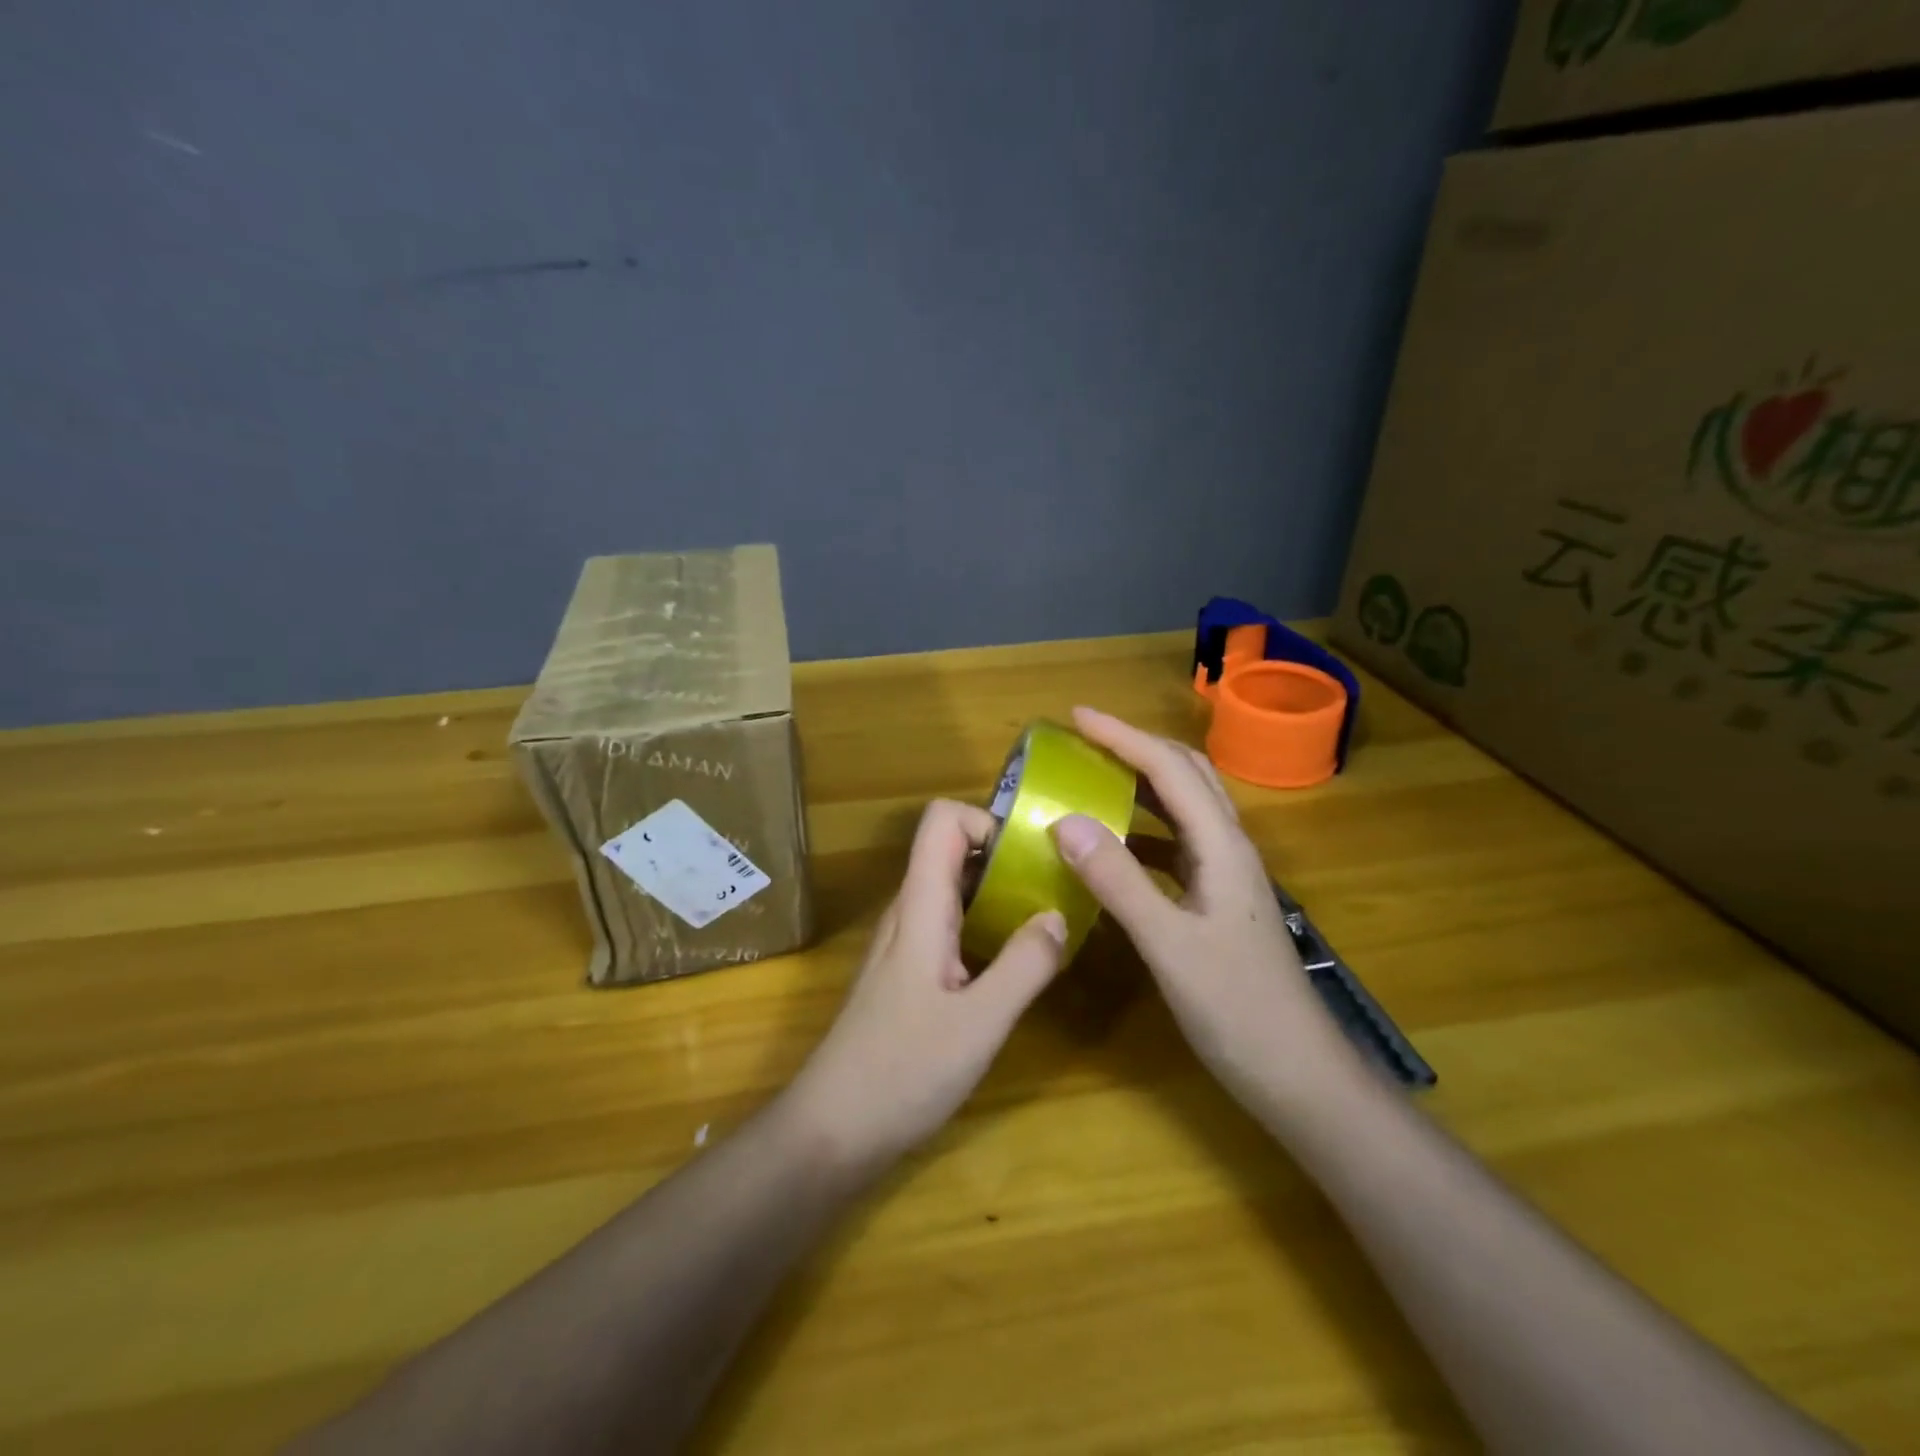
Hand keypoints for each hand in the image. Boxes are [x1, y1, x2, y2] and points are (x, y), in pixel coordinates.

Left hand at [783, 799, 1065, 1172]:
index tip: (1033, 855)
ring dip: (999, 893)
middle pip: (952, 850)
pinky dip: (986, 926)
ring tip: (1047, 919)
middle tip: (1056, 886)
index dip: (987, 821)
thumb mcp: (979, 1023)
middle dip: (1006, 856)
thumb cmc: (902, 1072)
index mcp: (920, 907)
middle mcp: (909, 913)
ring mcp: (905, 944)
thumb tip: (1058, 914)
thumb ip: (1024, 965)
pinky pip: (950, 926)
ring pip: (953, 890)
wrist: (831, 1130)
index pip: (942, 821)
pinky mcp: (908, 974)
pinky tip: (1015, 963)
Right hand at [1051, 707, 1355, 1115]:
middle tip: (1083, 742)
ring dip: (1141, 783)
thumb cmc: (1238, 1009)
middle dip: (1135, 747)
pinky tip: (1114, 846)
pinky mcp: (1218, 900)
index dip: (1122, 736)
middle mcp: (1228, 848)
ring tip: (1093, 779)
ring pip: (1184, 807)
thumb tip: (1065, 820)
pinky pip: (1176, 844)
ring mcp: (1226, 875)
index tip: (1076, 717)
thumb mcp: (1169, 945)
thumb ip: (1118, 881)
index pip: (1169, 769)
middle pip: (1186, 774)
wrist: (1298, 1074)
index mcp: (1222, 846)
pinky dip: (1142, 829)